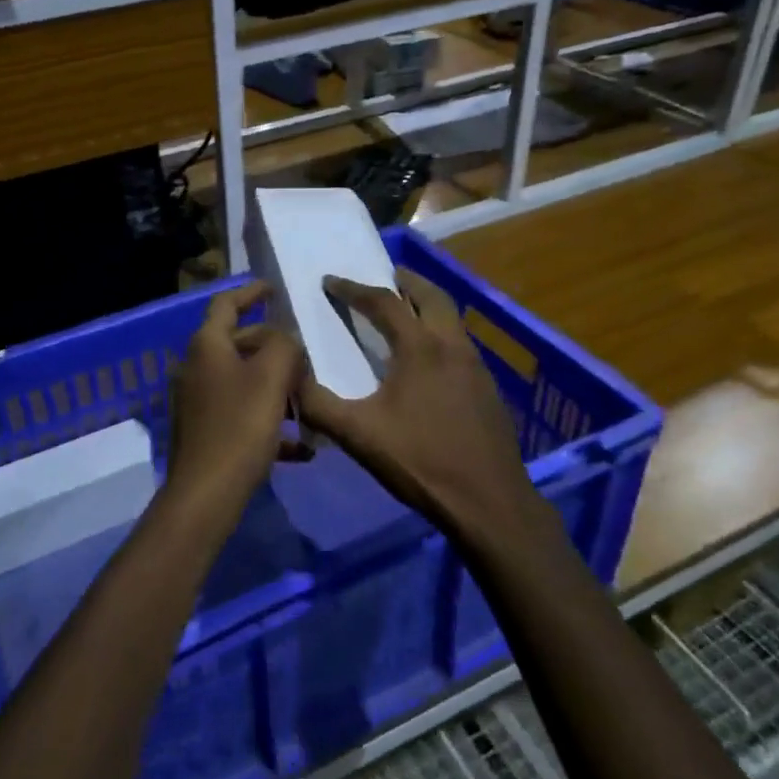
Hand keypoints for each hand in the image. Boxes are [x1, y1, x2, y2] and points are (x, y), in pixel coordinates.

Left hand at [163, 284, 307, 523]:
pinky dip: (270, 422)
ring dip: (276, 387)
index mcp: (207, 346)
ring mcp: (198, 402)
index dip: (251, 292)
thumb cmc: (239, 427)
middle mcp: (197, 368)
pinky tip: (302, 446)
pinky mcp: (206, 433)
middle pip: (238, 344)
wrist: (206, 495)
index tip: (274, 288)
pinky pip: (243, 417)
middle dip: (273, 347)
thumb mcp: (272, 377)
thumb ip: (284, 346)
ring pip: (244, 382)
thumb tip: (285, 339)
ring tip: (309, 398)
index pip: (226, 304)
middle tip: (306, 354)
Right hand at [297, 272, 538, 537]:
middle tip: (384, 276)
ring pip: (451, 319)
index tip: (329, 281)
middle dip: (405, 281)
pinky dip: (441, 333)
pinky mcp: (488, 389)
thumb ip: (318, 404)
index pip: (383, 302)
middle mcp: (452, 346)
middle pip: (431, 296)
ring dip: (427, 305)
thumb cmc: (420, 461)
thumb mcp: (358, 435)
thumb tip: (289, 376)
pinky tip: (430, 360)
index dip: (353, 289)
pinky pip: (461, 344)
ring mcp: (476, 366)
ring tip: (406, 311)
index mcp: (420, 348)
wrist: (489, 502)